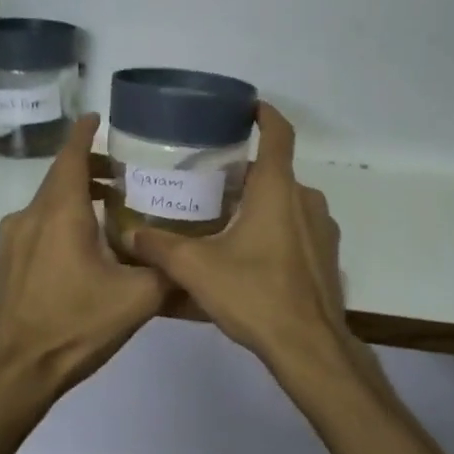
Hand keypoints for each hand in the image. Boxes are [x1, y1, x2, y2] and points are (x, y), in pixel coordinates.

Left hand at [0, 114, 168, 395]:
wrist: (16, 371)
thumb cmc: (76, 326)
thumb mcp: (138, 299)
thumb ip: (168, 271)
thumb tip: (192, 258)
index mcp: (60, 214)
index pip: (70, 156)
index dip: (85, 133)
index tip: (100, 118)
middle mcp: (30, 216)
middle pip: (60, 177)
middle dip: (89, 167)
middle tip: (124, 173)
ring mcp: (12, 240)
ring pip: (47, 202)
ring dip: (75, 195)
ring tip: (109, 207)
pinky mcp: (7, 262)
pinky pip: (37, 225)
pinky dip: (61, 219)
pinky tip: (85, 244)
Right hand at [124, 104, 352, 368]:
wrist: (308, 346)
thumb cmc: (255, 295)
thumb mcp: (196, 269)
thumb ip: (159, 247)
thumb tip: (127, 234)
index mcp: (278, 190)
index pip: (278, 133)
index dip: (264, 114)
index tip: (247, 107)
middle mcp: (306, 200)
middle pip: (276, 172)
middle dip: (246, 172)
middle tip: (211, 180)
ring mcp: (322, 229)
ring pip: (287, 202)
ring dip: (261, 203)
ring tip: (226, 218)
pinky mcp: (326, 256)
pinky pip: (298, 230)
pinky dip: (276, 230)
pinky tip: (250, 254)